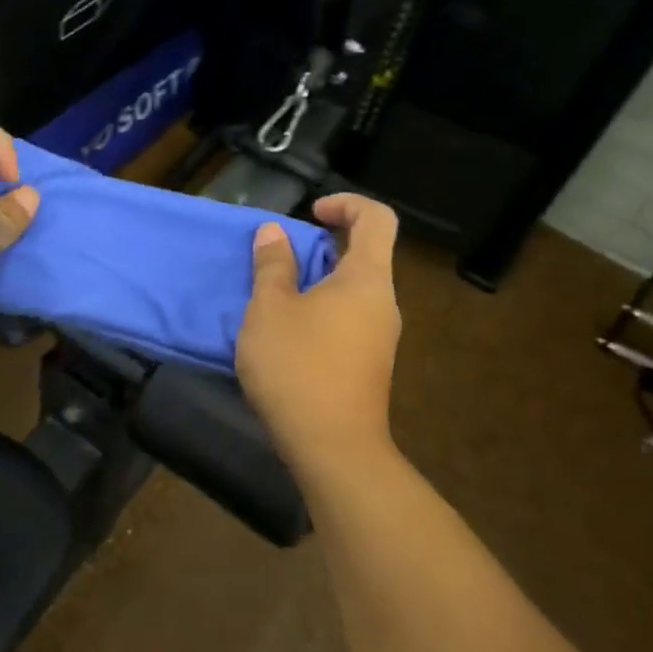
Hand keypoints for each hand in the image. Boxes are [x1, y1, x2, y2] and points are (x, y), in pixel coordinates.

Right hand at [236, 193, 402, 466]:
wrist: (333, 448)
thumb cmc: (298, 367)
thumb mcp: (270, 309)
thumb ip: (272, 266)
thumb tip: (275, 232)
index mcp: (367, 278)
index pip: (377, 218)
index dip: (346, 203)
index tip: (310, 213)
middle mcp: (382, 303)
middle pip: (363, 255)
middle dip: (320, 248)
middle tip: (278, 262)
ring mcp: (380, 338)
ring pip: (351, 292)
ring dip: (314, 285)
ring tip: (273, 302)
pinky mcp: (369, 366)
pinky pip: (347, 321)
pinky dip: (319, 314)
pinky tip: (286, 338)